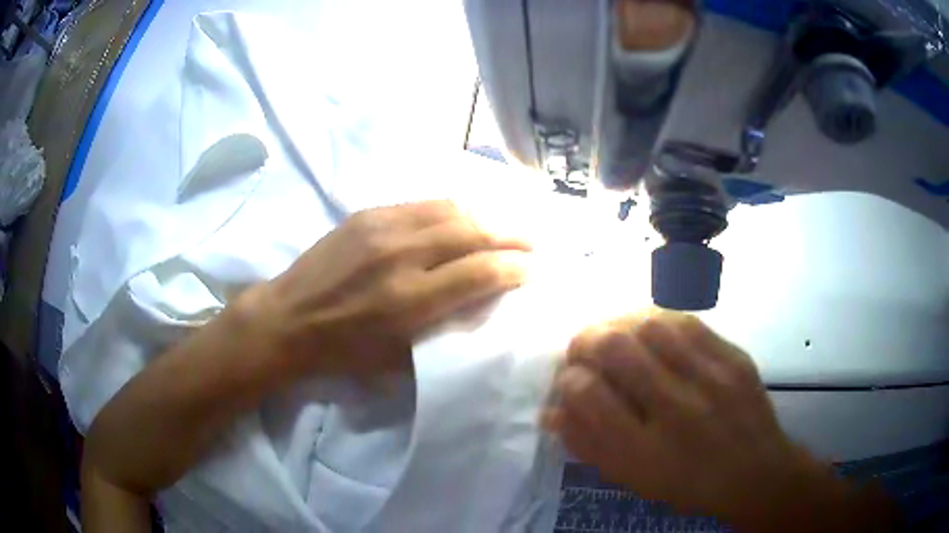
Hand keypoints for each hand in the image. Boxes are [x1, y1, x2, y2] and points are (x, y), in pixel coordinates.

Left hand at [244, 200, 531, 378]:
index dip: (514, 268)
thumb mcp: (398, 357)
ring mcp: (382, 227)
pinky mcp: (368, 214)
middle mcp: (400, 256)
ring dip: (485, 218)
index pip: (479, 273)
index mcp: (408, 301)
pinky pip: (423, 204)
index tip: (533, 269)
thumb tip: (480, 300)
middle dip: (510, 236)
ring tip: (502, 228)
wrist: (289, 318)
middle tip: (531, 242)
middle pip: (472, 233)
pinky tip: (462, 219)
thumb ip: (443, 327)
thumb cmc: (344, 350)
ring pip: (451, 210)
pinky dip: (452, 211)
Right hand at [543, 311, 894, 530]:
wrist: (757, 473)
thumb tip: (552, 411)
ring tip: (613, 334)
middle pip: (616, 349)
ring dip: (619, 323)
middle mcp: (677, 411)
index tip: (570, 383)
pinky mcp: (734, 357)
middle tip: (582, 350)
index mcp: (645, 453)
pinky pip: (687, 322)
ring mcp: (712, 378)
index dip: (568, 382)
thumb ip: (590, 446)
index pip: (588, 396)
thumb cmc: (689, 485)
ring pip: (650, 325)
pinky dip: (657, 319)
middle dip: (585, 341)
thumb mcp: (634, 480)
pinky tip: (650, 329)